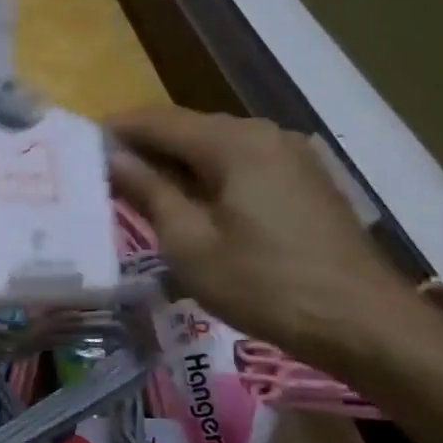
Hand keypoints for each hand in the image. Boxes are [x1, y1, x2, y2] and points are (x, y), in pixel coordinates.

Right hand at [106, 106, 432, 373]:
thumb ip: (149, 192)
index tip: (78, 147)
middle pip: (188, 128)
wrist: (364, 323)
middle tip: (102, 175)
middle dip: (143, 147)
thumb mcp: (190, 243)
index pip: (158, 119)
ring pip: (216, 148)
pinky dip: (207, 177)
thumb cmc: (264, 284)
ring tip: (138, 193)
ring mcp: (291, 156)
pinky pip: (242, 166)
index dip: (115, 129)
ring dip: (175, 164)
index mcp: (234, 142)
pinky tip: (190, 206)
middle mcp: (264, 134)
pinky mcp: (305, 182)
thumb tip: (112, 157)